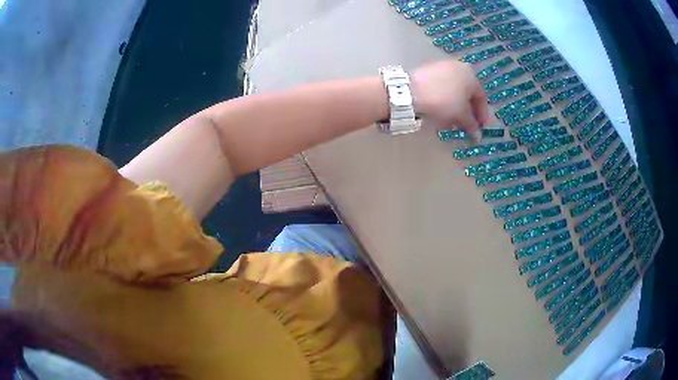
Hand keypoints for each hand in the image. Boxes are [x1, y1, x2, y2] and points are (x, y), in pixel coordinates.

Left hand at [410, 60, 488, 140]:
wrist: (412, 91)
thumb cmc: (444, 101)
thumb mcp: (461, 115)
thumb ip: (472, 125)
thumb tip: (478, 136)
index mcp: (470, 75)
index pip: (481, 97)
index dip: (482, 115)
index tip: (480, 128)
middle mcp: (458, 67)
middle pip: (467, 93)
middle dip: (467, 112)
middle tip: (466, 127)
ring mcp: (441, 67)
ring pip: (453, 91)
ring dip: (456, 108)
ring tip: (451, 123)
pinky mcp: (427, 71)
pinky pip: (441, 88)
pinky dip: (444, 101)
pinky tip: (439, 113)